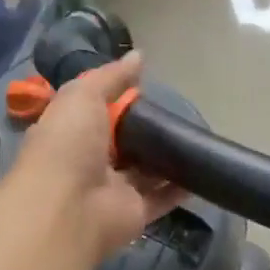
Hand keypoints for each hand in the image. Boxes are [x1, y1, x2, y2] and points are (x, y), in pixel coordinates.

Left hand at [15, 52, 183, 260]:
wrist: (69, 208)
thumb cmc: (68, 145)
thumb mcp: (83, 97)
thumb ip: (111, 77)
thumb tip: (139, 56)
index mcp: (69, 133)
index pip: (93, 113)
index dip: (115, 101)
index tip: (143, 88)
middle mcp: (88, 162)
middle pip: (121, 144)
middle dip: (144, 130)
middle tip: (176, 113)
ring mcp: (112, 190)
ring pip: (143, 172)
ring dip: (165, 159)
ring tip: (194, 138)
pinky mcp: (135, 213)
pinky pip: (162, 198)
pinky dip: (180, 187)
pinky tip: (201, 171)